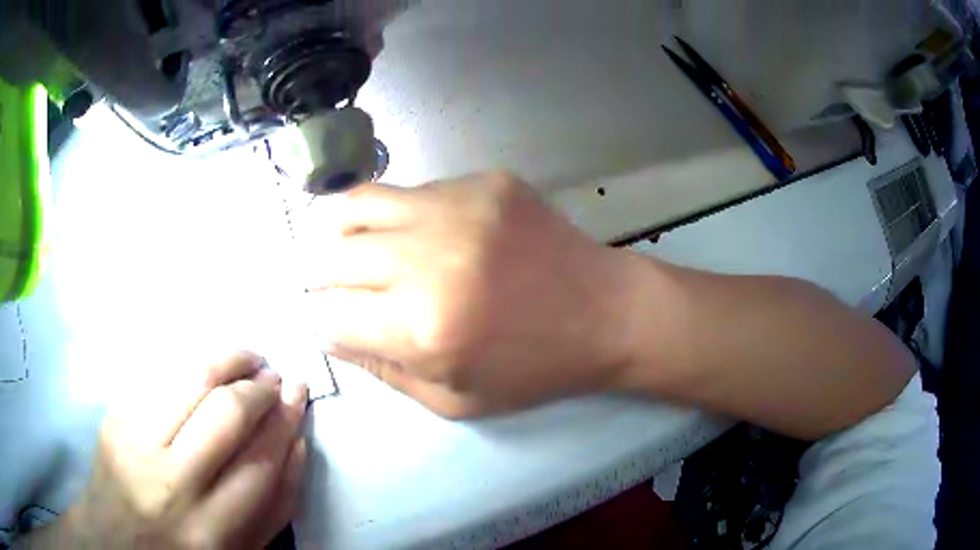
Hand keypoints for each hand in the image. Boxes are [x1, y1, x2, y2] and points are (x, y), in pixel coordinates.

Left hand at [26, 352, 308, 548]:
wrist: (115, 541)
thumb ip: (276, 505)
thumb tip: (296, 440)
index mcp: (211, 530)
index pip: (260, 460)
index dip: (285, 419)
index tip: (298, 391)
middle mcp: (171, 483)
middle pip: (226, 412)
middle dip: (258, 384)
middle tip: (271, 376)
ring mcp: (134, 442)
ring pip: (189, 377)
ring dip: (227, 358)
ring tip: (245, 359)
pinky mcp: (113, 416)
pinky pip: (159, 372)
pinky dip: (191, 363)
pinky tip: (206, 368)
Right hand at [307, 172, 636, 416]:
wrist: (605, 312)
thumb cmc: (533, 369)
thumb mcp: (455, 399)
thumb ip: (382, 368)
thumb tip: (328, 332)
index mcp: (424, 327)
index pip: (330, 315)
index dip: (321, 321)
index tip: (328, 321)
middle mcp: (429, 258)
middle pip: (332, 258)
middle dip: (320, 278)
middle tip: (330, 286)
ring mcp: (458, 207)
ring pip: (357, 206)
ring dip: (342, 233)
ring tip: (352, 248)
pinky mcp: (483, 182)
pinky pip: (411, 191)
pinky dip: (396, 215)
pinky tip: (417, 232)